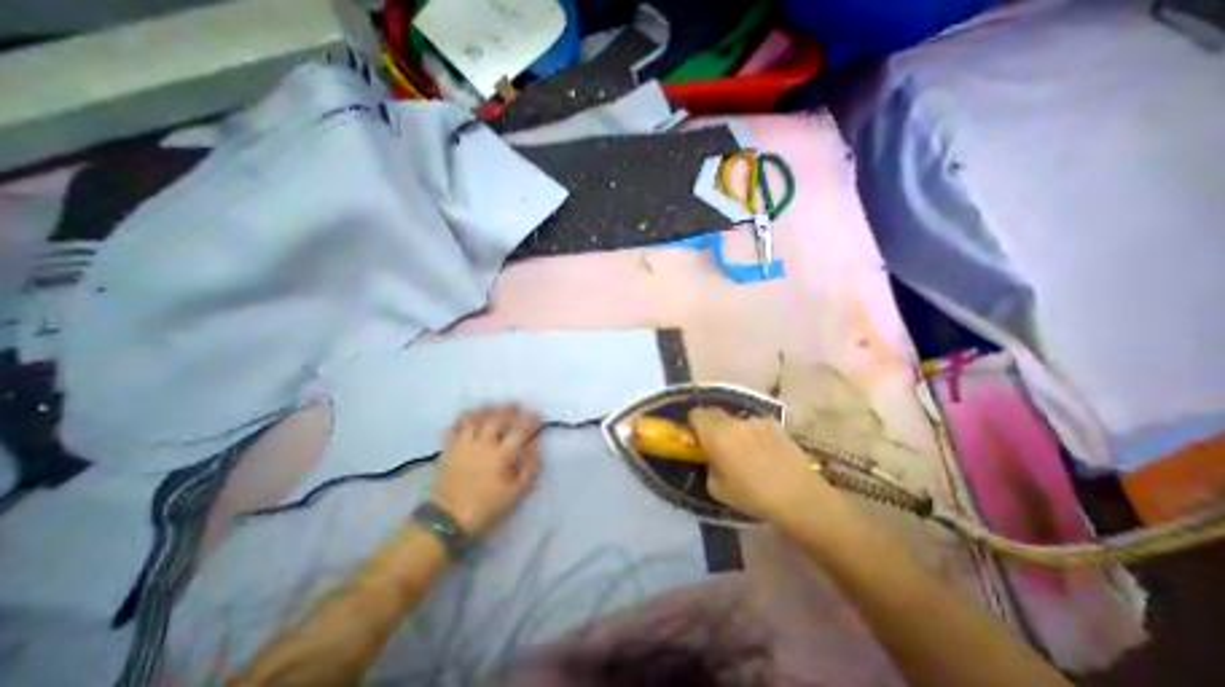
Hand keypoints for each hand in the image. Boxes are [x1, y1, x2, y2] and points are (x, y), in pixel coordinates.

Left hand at [433, 406, 542, 538]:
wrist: (446, 520)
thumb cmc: (485, 507)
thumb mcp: (514, 493)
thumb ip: (528, 467)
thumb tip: (535, 446)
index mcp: (501, 455)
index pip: (519, 431)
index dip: (530, 421)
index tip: (536, 413)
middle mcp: (482, 444)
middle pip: (496, 419)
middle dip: (508, 409)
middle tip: (515, 405)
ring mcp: (463, 445)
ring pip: (474, 419)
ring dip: (485, 410)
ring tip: (492, 406)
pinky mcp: (448, 449)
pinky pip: (454, 428)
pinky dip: (461, 419)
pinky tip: (467, 417)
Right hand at [689, 404, 844, 529]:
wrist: (798, 497)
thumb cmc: (752, 496)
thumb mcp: (717, 488)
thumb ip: (709, 465)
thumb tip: (712, 457)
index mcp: (716, 434)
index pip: (696, 414)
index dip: (694, 423)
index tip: (697, 437)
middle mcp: (734, 421)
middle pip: (715, 412)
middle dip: (712, 424)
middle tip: (718, 443)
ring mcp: (757, 421)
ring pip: (737, 419)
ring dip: (735, 429)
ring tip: (746, 450)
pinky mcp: (776, 425)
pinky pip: (756, 424)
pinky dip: (754, 433)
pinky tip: (765, 451)